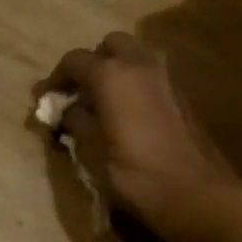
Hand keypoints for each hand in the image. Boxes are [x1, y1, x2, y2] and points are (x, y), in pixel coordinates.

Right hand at [36, 33, 238, 240]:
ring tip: (103, 101)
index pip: (74, 60)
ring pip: (135, 56)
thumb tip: (68, 110)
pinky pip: (151, 75)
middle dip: (92, 62)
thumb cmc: (135, 174)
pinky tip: (128, 113)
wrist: (195, 195)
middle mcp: (140, 65)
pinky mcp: (182, 96)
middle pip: (110, 45)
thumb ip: (76, 122)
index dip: (55, 78)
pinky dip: (135, 83)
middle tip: (80, 91)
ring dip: (117, 69)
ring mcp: (166, 78)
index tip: (45, 99)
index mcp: (112, 75)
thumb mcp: (92, 152)